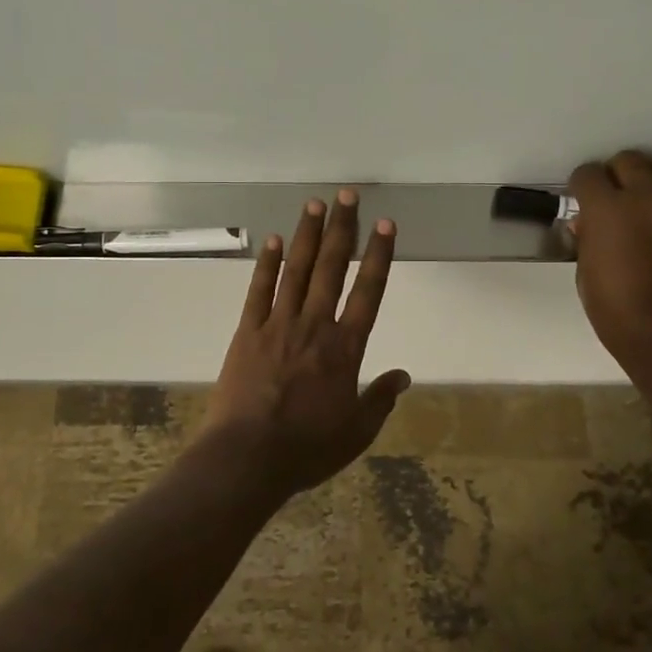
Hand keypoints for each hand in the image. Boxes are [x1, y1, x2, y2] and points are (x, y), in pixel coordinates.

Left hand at [205, 189, 410, 496]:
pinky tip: (274, 240)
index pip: (369, 292)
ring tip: (316, 203)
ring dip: (308, 235)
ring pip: (297, 270)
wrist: (247, 457)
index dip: (379, 256)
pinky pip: (259, 290)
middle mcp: (314, 326)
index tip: (385, 224)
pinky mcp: (248, 332)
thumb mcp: (356, 431)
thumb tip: (404, 376)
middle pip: (332, 268)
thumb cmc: (307, 449)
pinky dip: (267, 264)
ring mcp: (278, 325)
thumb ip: (381, 399)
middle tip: (348, 194)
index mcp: (346, 348)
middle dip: (342, 229)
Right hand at [569, 151, 651, 384]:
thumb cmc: (619, 313)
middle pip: (628, 159)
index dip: (583, 187)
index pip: (587, 173)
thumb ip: (588, 241)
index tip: (585, 202)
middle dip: (617, 175)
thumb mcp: (586, 276)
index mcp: (605, 208)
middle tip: (617, 199)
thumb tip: (588, 224)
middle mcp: (644, 193)